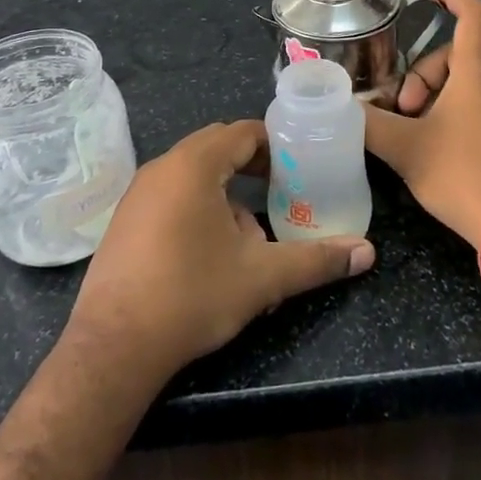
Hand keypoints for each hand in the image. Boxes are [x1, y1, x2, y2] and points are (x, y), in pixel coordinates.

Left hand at [66, 120, 374, 380]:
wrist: (113, 347)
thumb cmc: (192, 296)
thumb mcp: (261, 277)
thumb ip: (316, 260)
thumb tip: (367, 253)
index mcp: (194, 165)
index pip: (243, 132)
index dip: (276, 144)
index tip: (301, 166)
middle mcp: (162, 168)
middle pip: (217, 147)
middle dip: (252, 166)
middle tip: (282, 190)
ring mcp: (138, 194)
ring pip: (193, 175)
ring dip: (226, 193)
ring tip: (251, 235)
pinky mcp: (125, 220)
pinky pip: (171, 195)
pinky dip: (198, 207)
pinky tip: (211, 253)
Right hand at [364, 0, 480, 249]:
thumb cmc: (463, 176)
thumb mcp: (405, 149)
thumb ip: (368, 123)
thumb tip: (343, 107)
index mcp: (479, 71)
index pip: (473, 13)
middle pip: (458, 54)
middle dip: (423, 75)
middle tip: (403, 111)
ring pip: (470, 80)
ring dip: (438, 95)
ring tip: (418, 132)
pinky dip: (459, 109)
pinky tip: (441, 144)